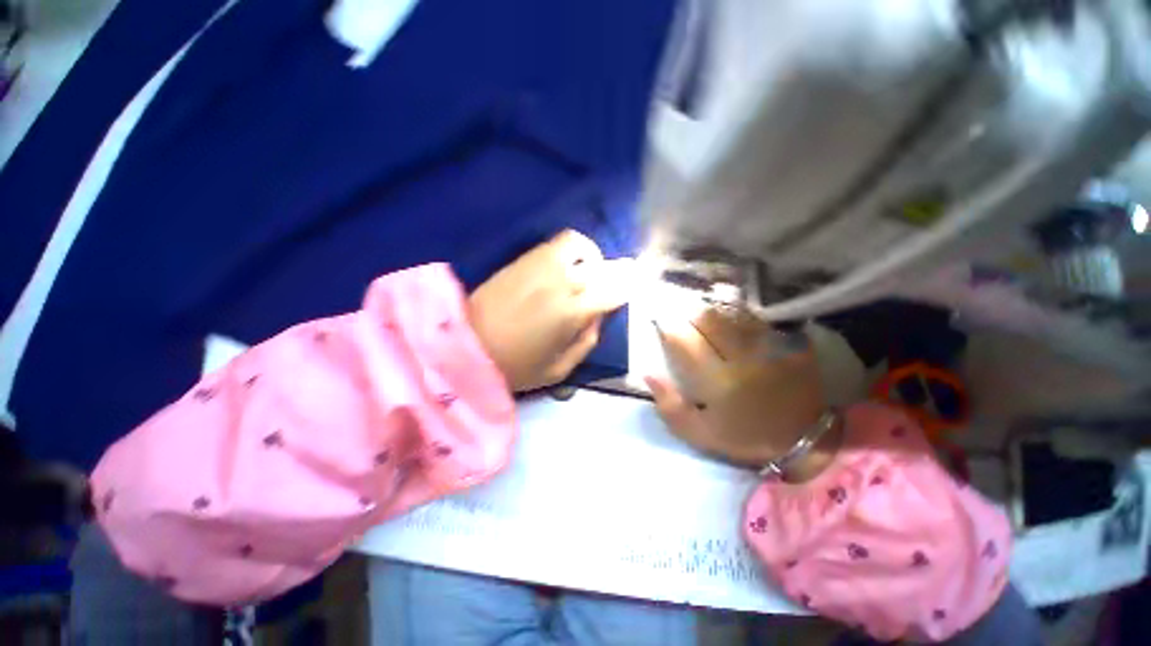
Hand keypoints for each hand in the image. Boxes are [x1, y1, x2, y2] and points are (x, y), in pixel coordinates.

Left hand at [470, 230, 633, 391]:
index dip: (627, 288)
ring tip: (588, 269)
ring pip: (577, 245)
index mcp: (572, 313)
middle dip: (614, 272)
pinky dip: (569, 250)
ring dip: (590, 255)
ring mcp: (539, 266)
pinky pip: (554, 244)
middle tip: (614, 280)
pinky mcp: (522, 260)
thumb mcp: (559, 369)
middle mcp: (560, 282)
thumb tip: (597, 318)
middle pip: (599, 266)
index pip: (612, 291)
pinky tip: (565, 266)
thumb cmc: (516, 366)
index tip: (635, 287)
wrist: (467, 346)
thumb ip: (586, 342)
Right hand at [645, 309, 826, 471]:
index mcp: (718, 381)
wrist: (806, 441)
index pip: (684, 341)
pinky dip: (740, 315)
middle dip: (691, 315)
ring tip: (708, 318)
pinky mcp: (788, 342)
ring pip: (732, 313)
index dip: (668, 328)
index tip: (661, 324)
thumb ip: (670, 405)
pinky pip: (757, 319)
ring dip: (715, 312)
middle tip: (686, 320)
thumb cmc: (745, 437)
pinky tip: (735, 321)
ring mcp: (768, 347)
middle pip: (708, 318)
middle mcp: (742, 357)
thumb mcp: (699, 433)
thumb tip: (649, 374)